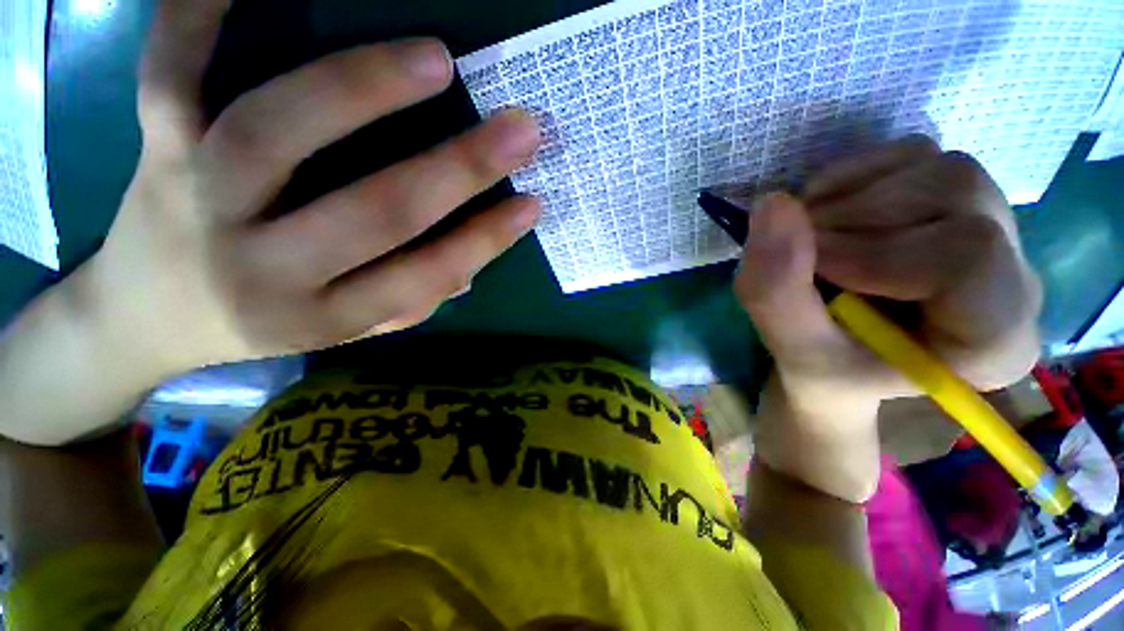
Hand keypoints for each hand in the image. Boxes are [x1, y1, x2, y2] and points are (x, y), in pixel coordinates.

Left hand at [85, 0, 541, 378]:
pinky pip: (170, 74)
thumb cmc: (265, 322)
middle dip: (458, 170)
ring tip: (436, 60)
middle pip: (374, 213)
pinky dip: (198, 16)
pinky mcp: (154, 149)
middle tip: (521, 128)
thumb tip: (468, 269)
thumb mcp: (345, 328)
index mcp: (325, 314)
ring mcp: (201, 200)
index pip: (424, 276)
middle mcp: (266, 266)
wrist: (148, 315)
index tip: (532, 204)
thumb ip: (408, 302)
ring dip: (363, 90)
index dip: (484, 241)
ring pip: (277, 132)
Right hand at [734, 136, 1041, 500]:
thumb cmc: (826, 370)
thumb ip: (775, 291)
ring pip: (931, 165)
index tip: (813, 271)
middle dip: (852, 220)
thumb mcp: (793, 350)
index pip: (968, 258)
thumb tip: (772, 204)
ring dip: (845, 198)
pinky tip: (825, 214)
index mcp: (994, 340)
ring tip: (810, 240)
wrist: (842, 356)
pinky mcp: (955, 195)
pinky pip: (909, 152)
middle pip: (954, 195)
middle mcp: (1015, 273)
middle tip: (802, 256)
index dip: (874, 253)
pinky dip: (848, 177)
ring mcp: (991, 224)